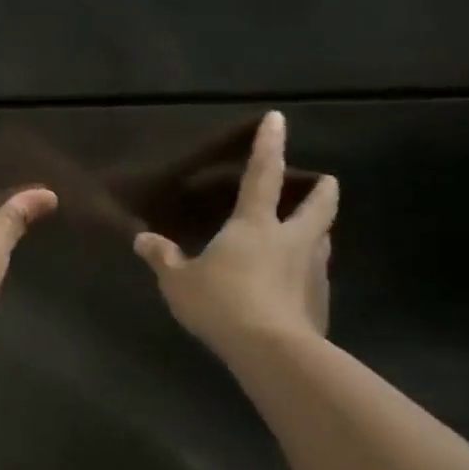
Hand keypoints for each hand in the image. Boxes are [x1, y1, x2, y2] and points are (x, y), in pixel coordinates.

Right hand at [133, 111, 338, 354]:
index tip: (278, 119)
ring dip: (318, 232)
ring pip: (323, 240)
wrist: (271, 350)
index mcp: (254, 225)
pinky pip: (316, 277)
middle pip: (318, 205)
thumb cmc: (221, 303)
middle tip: (325, 182)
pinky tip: (295, 287)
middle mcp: (291, 239)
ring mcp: (312, 269)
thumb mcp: (179, 282)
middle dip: (321, 190)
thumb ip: (163, 258)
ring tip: (308, 235)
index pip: (263, 175)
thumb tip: (142, 239)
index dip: (269, 145)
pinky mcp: (321, 300)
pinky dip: (308, 273)